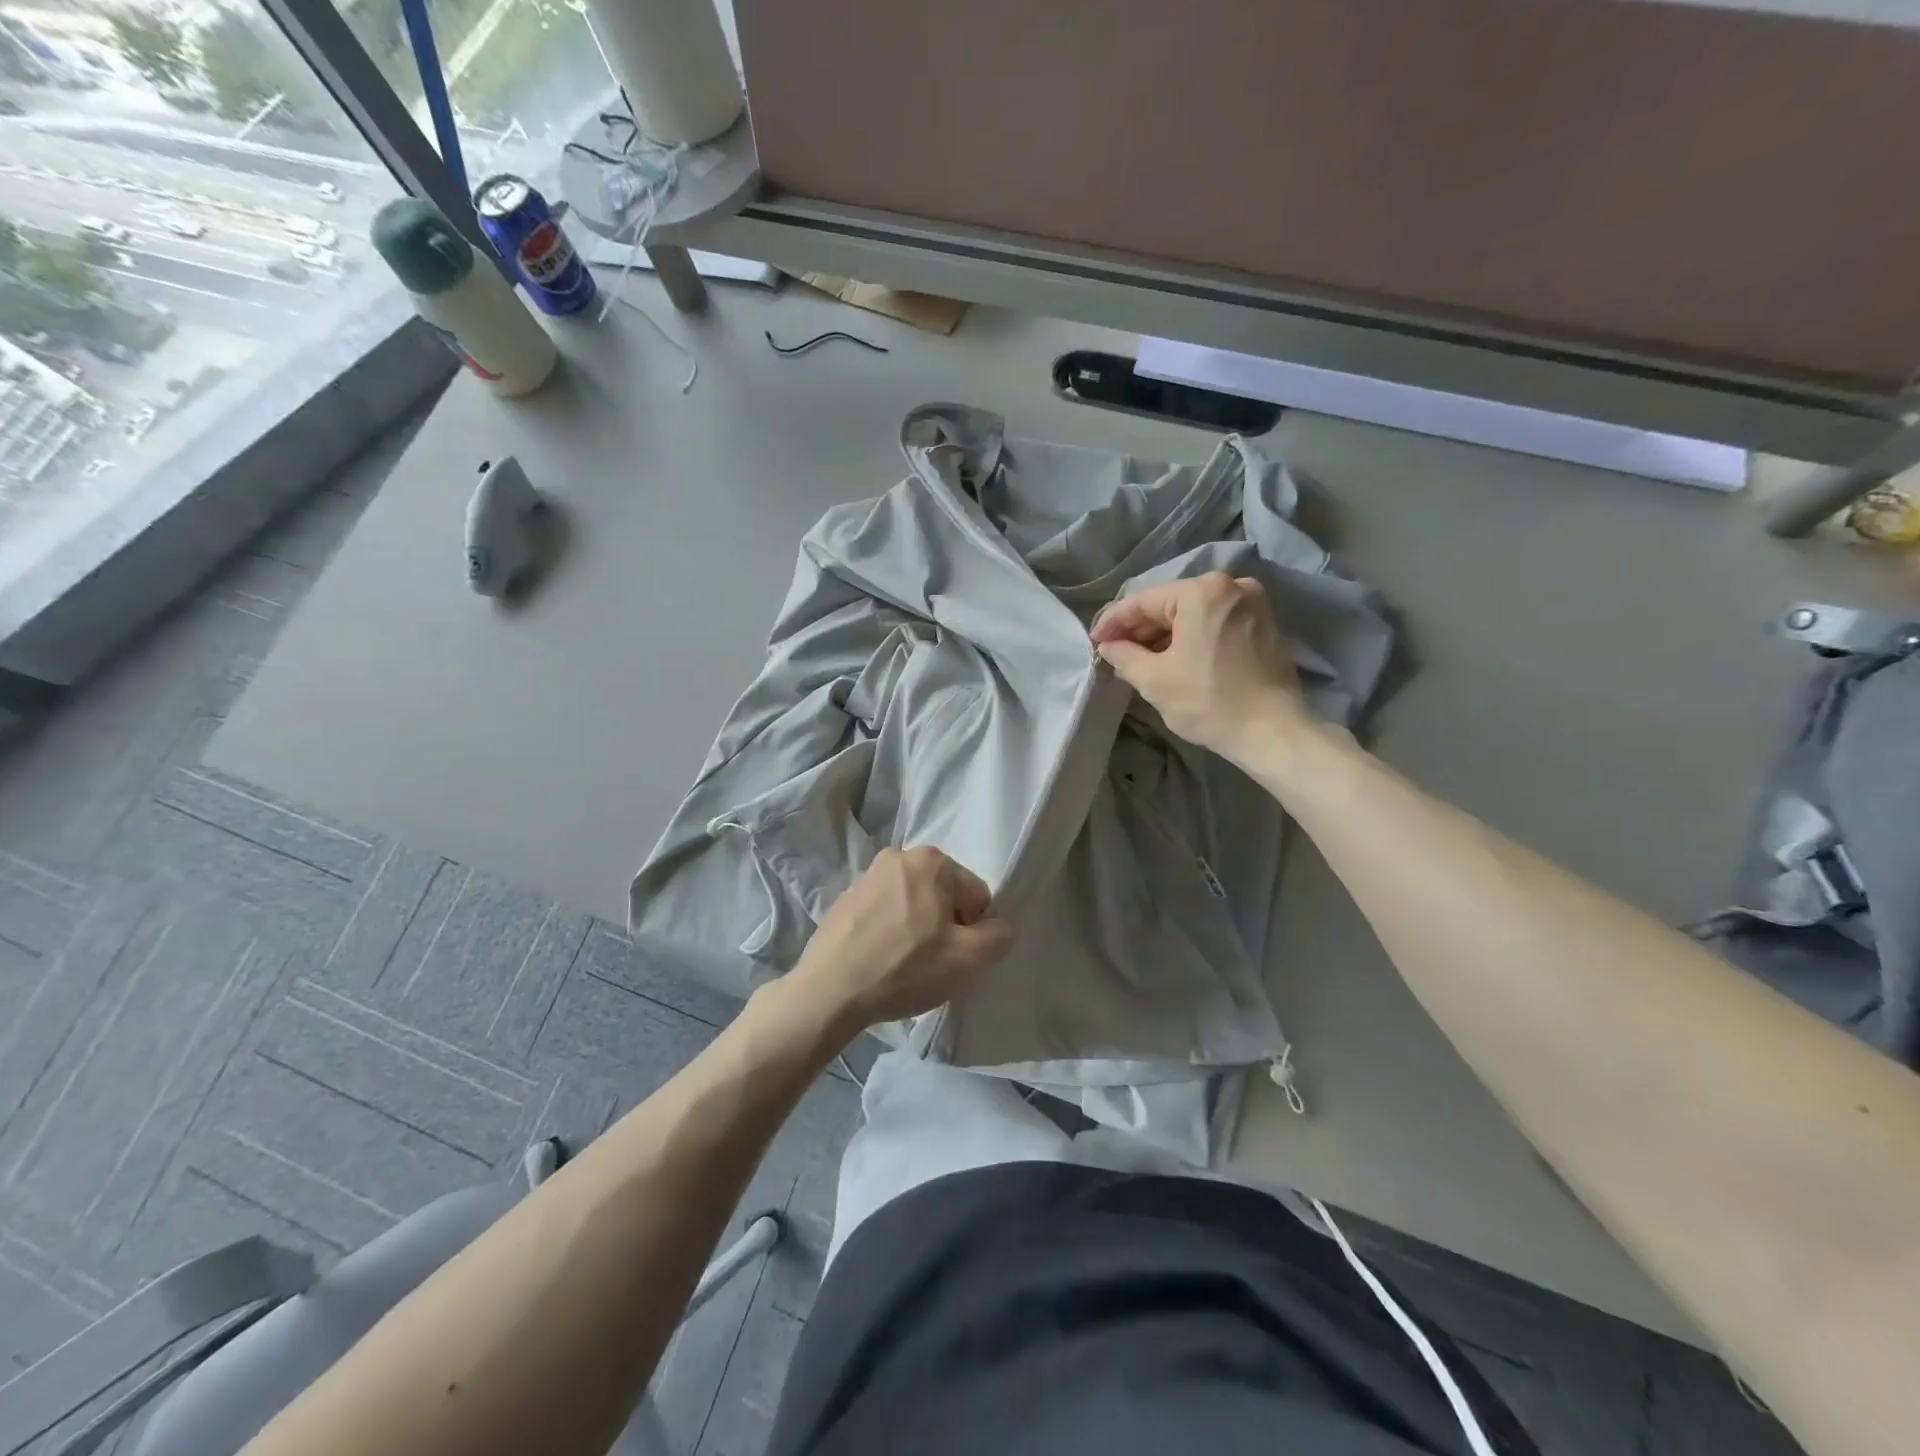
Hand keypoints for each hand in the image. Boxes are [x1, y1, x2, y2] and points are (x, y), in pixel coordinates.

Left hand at [791, 847, 1013, 1029]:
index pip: (975, 895)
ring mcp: (867, 876)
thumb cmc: (904, 969)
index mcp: (931, 860)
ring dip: (918, 928)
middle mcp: (898, 856)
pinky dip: (890, 932)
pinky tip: (881, 960)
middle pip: (943, 895)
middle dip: (945, 926)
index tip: (955, 956)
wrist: (829, 991)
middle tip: (932, 962)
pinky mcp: (845, 899)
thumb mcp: (968, 959)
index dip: (974, 930)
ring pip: (913, 904)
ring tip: (904, 964)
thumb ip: (998, 936)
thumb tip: (1000, 926)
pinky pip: (885, 912)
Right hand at [1090, 572, 1311, 764]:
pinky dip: (1190, 637)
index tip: (1094, 640)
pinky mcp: (1263, 623)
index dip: (1113, 621)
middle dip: (1140, 628)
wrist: (1272, 732)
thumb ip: (1123, 655)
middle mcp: (1231, 585)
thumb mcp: (1154, 679)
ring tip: (1139, 659)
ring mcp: (1252, 602)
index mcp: (1202, 592)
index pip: (1143, 601)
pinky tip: (1172, 658)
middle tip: (1114, 652)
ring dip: (1164, 634)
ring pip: (1193, 613)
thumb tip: (1108, 645)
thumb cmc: (1209, 701)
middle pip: (1170, 603)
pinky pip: (1214, 622)